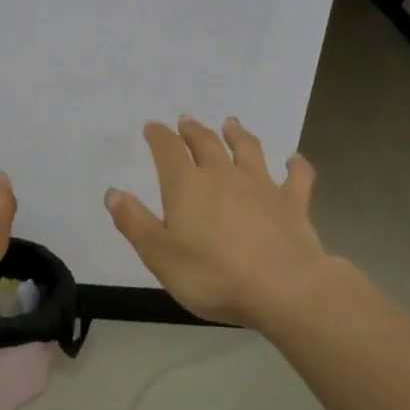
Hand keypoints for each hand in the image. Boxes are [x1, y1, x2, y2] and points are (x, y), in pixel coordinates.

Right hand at [105, 115, 324, 326]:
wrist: (283, 289)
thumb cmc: (212, 275)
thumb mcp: (159, 255)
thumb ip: (134, 222)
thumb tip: (113, 192)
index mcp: (186, 186)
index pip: (168, 150)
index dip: (158, 136)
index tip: (152, 127)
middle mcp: (223, 176)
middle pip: (206, 143)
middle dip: (193, 131)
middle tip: (186, 121)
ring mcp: (262, 186)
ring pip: (248, 150)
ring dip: (238, 134)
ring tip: (231, 124)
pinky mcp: (293, 203)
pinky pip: (296, 176)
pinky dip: (295, 164)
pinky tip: (294, 159)